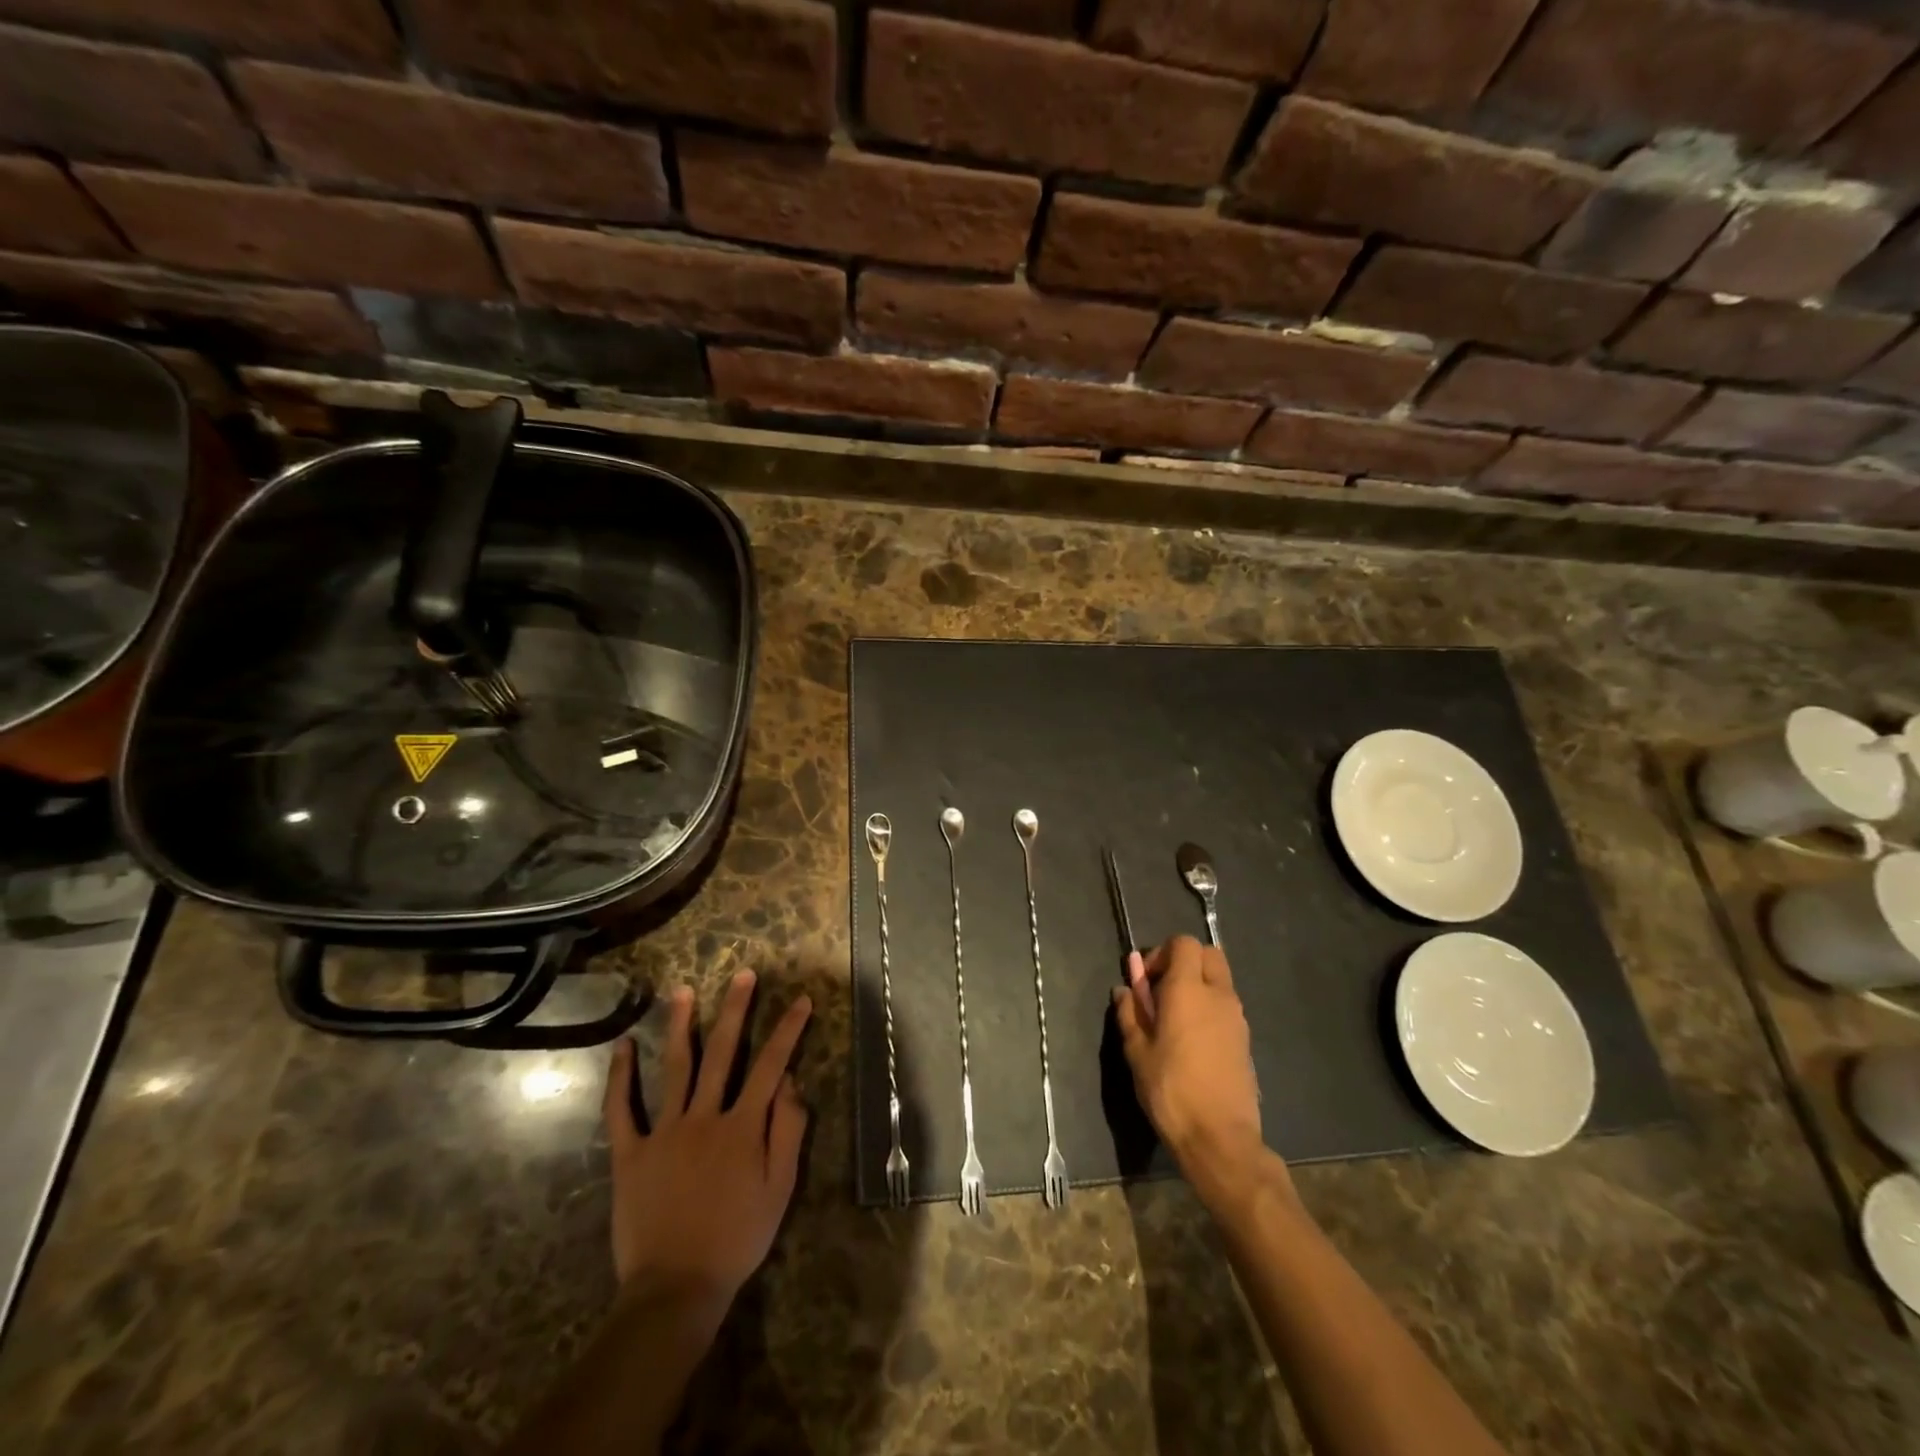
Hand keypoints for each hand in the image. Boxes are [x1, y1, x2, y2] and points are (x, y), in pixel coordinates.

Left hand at [602, 970, 811, 1309]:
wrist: (675, 1289)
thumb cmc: (737, 1240)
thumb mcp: (780, 1190)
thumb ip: (788, 1132)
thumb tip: (790, 1083)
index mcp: (743, 1126)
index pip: (771, 1065)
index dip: (788, 1030)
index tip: (801, 999)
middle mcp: (704, 1117)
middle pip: (723, 1052)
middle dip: (736, 1009)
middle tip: (743, 974)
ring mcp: (663, 1132)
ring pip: (674, 1068)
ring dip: (680, 1026)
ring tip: (682, 991)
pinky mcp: (630, 1153)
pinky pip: (621, 1110)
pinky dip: (620, 1077)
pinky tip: (623, 1046)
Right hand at [1113, 936, 1267, 1192]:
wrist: (1219, 1138)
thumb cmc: (1170, 1090)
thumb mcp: (1137, 1051)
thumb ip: (1130, 1013)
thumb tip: (1125, 989)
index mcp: (1188, 990)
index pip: (1183, 943)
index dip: (1161, 954)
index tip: (1145, 982)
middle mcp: (1218, 995)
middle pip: (1207, 954)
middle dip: (1183, 962)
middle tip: (1160, 992)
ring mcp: (1237, 1017)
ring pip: (1219, 980)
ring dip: (1197, 985)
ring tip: (1173, 1020)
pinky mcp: (1245, 1039)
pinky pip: (1226, 1006)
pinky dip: (1209, 1008)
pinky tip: (1191, 1041)